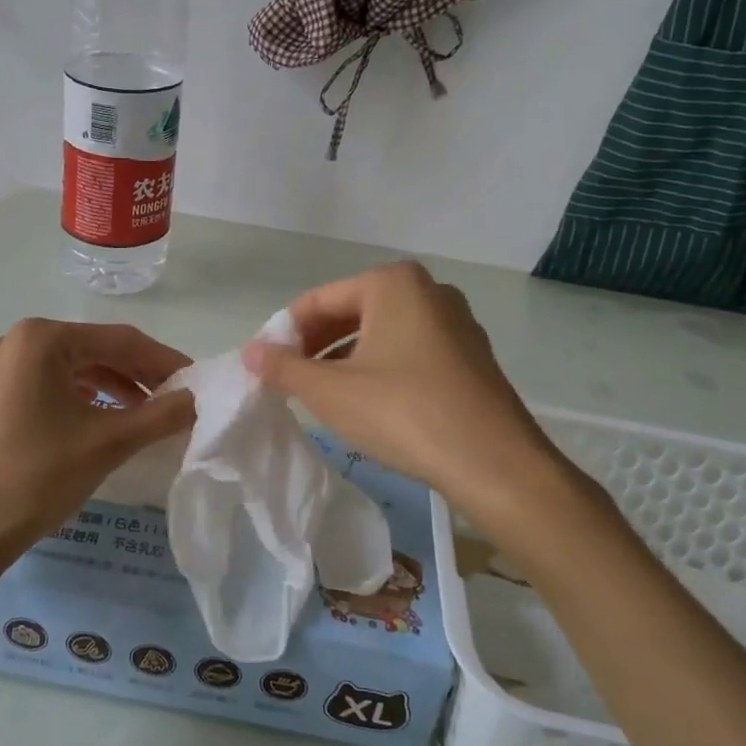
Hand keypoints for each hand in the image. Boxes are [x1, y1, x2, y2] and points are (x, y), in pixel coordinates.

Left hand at [0, 319, 194, 566]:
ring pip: (69, 371)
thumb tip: (197, 399)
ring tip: (142, 415)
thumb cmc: (37, 476)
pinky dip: (79, 401)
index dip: (163, 360)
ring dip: (110, 388)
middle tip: (174, 400)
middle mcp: (14, 343)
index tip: (196, 382)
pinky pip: (44, 388)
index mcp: (41, 339)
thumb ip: (160, 415)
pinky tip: (98, 422)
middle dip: (137, 375)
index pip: (119, 340)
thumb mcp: (108, 442)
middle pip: (93, 351)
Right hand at [242, 262, 560, 530]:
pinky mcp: (471, 355)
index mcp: (392, 283)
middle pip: (352, 311)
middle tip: (290, 380)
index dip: (286, 331)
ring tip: (323, 394)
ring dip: (347, 358)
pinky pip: (411, 350)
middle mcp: (428, 290)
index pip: (319, 299)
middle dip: (317, 345)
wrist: (495, 463)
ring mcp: (456, 322)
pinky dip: (381, 368)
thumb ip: (284, 368)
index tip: (266, 364)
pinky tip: (368, 402)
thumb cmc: (403, 413)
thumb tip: (250, 351)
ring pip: (382, 333)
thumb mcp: (331, 392)